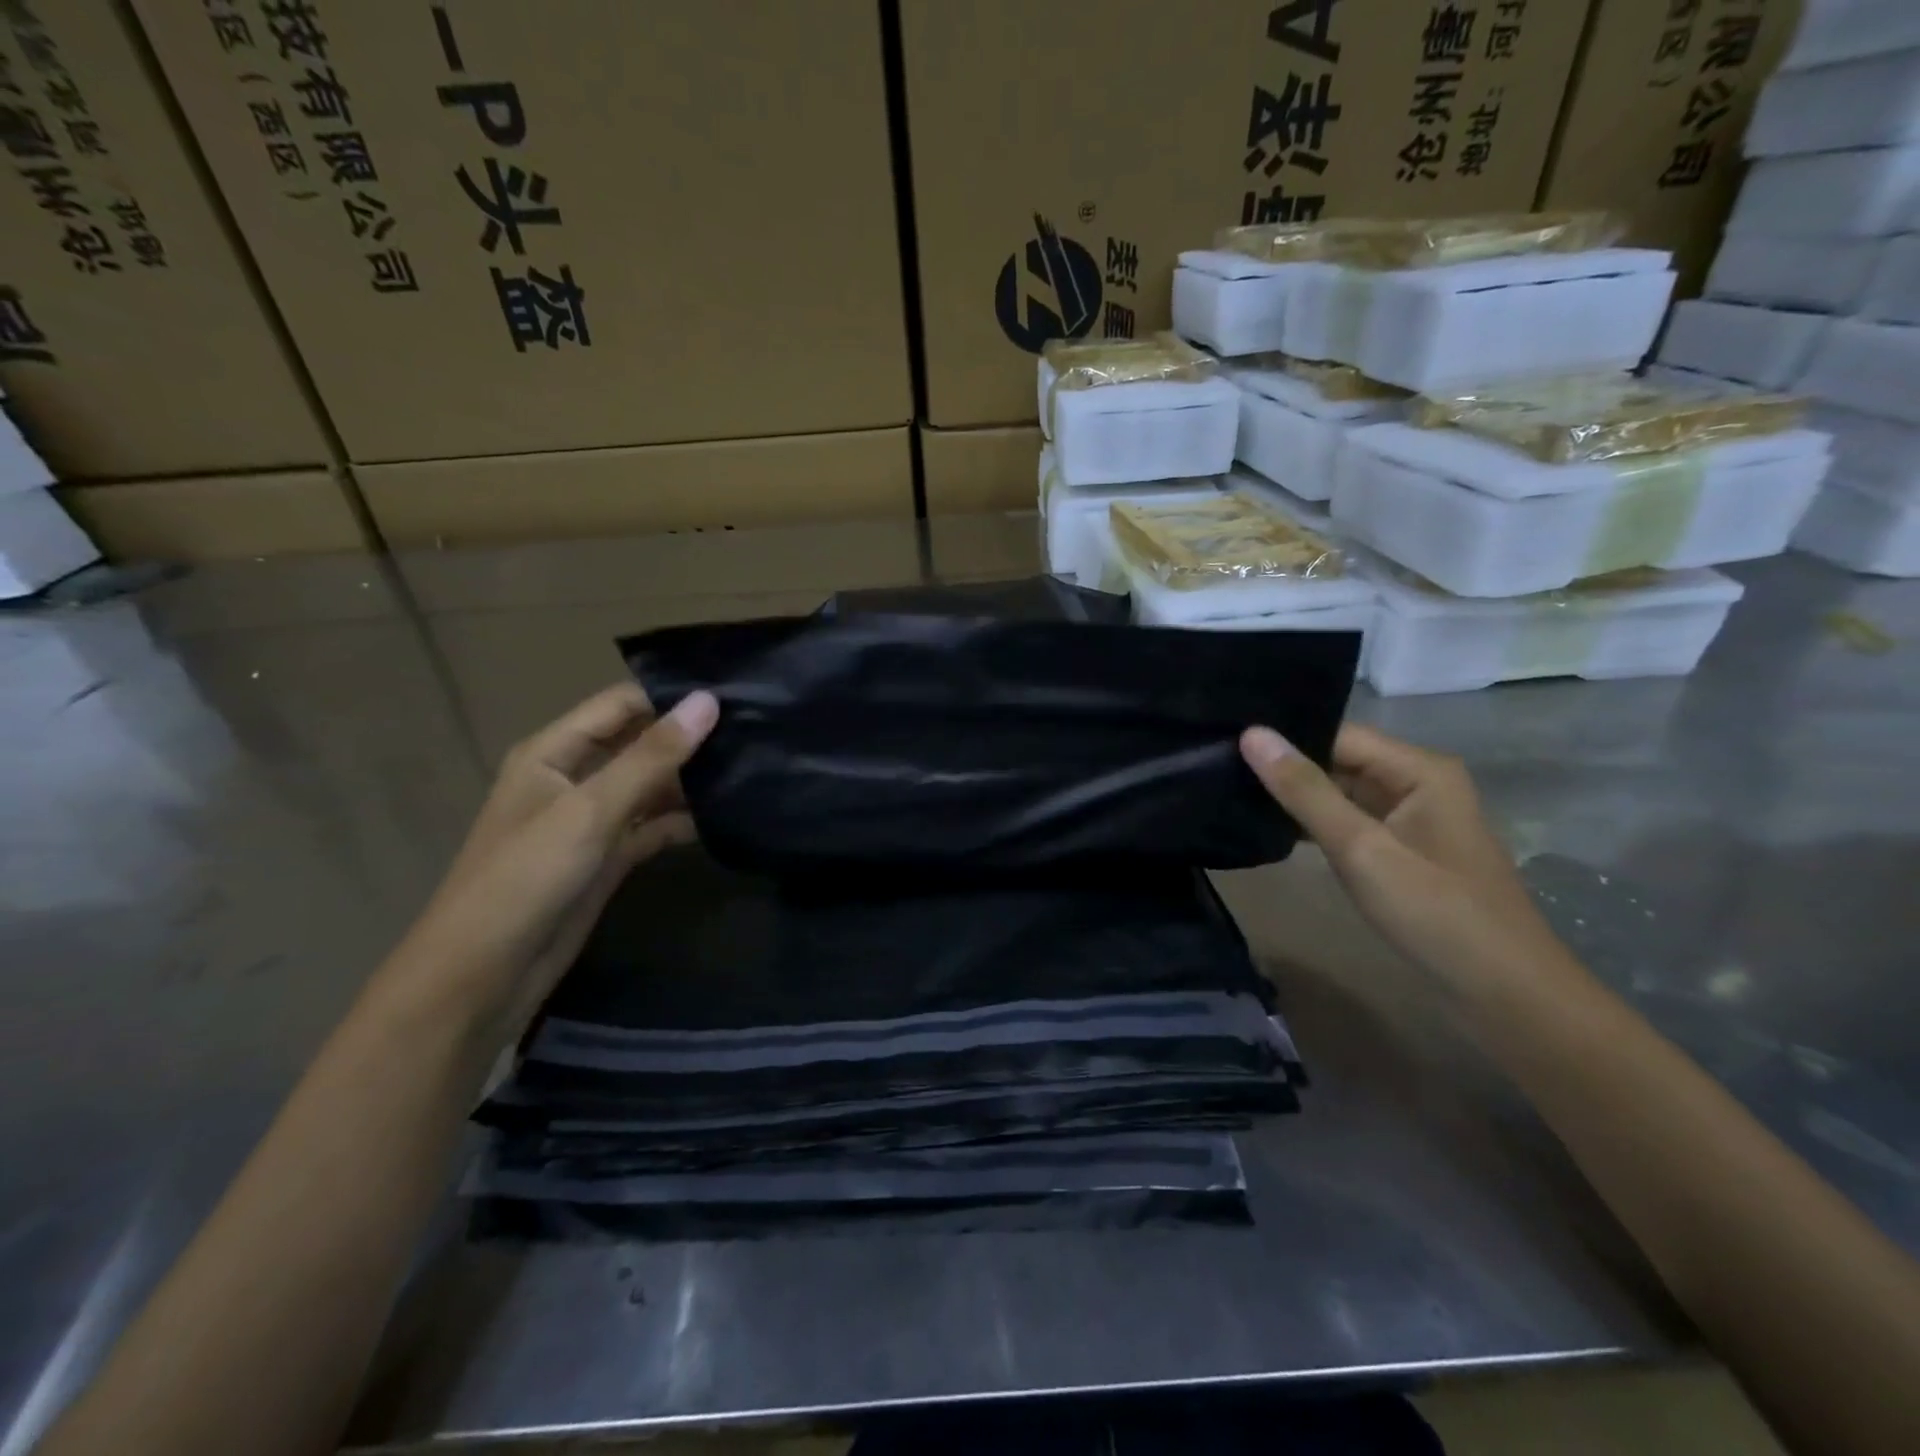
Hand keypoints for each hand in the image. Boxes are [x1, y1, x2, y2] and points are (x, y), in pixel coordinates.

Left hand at [386, 684, 719, 1034]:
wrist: (485, 974)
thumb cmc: (526, 878)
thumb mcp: (590, 810)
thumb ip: (652, 757)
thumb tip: (707, 702)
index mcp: (554, 752)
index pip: (621, 705)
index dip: (671, 696)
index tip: (734, 694)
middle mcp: (574, 777)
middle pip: (640, 743)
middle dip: (689, 737)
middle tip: (755, 729)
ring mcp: (593, 819)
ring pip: (652, 786)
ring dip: (693, 779)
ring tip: (753, 765)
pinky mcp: (609, 856)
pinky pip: (654, 825)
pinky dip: (685, 820)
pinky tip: (729, 814)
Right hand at [1240, 722, 1575, 992]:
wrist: (1504, 994)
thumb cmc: (1435, 913)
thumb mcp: (1361, 848)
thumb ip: (1304, 791)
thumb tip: (1252, 734)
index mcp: (1419, 769)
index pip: (1337, 734)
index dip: (1285, 737)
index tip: (1224, 741)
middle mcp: (1416, 782)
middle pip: (1338, 760)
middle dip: (1285, 766)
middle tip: (1217, 765)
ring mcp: (1409, 818)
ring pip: (1340, 792)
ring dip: (1295, 796)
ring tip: (1229, 789)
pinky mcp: (1400, 850)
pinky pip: (1348, 821)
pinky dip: (1312, 824)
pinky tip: (1267, 825)